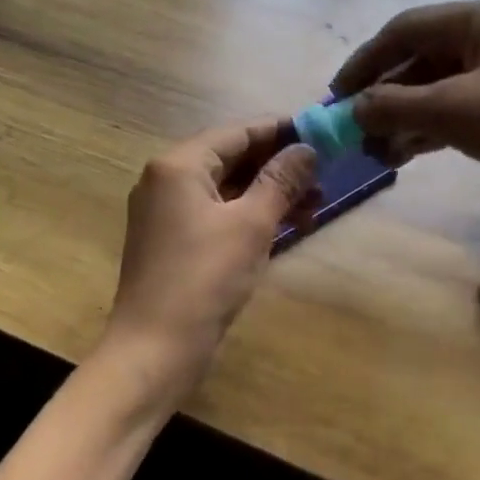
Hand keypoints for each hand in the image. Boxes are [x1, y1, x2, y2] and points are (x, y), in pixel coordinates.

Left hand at [103, 120, 318, 398]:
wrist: (155, 349)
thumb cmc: (204, 279)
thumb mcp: (251, 224)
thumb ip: (280, 181)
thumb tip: (306, 149)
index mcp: (178, 165)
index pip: (236, 132)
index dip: (280, 130)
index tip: (319, 132)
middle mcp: (165, 181)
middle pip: (230, 159)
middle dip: (278, 166)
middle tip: (323, 173)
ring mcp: (166, 214)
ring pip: (226, 190)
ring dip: (269, 194)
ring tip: (316, 203)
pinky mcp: (172, 242)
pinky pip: (217, 215)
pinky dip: (249, 216)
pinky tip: (287, 226)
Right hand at [333, 0, 479, 221]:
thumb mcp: (455, 110)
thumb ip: (396, 105)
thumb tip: (352, 109)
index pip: (408, 29)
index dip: (367, 60)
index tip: (337, 94)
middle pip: (421, 60)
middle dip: (385, 95)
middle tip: (353, 128)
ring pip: (435, 91)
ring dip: (402, 118)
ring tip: (373, 150)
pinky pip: (454, 114)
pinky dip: (425, 132)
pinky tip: (401, 155)